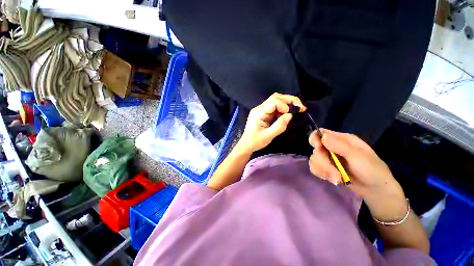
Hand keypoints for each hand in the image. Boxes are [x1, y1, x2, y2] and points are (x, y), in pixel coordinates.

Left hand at [237, 93, 305, 153]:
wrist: (246, 145)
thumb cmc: (255, 141)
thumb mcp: (268, 136)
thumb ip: (279, 125)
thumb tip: (290, 115)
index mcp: (258, 112)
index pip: (273, 102)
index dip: (284, 105)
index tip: (291, 114)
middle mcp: (259, 108)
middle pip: (275, 98)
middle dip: (289, 100)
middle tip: (301, 107)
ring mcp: (261, 110)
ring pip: (276, 100)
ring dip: (287, 103)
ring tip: (297, 109)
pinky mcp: (264, 113)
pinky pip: (275, 107)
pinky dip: (283, 109)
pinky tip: (288, 113)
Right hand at [308, 129, 404, 201]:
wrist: (375, 191)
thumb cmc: (372, 171)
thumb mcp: (359, 157)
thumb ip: (341, 146)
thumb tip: (322, 136)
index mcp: (342, 140)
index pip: (321, 133)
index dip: (315, 138)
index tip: (318, 148)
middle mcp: (332, 147)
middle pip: (316, 149)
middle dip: (322, 162)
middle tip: (334, 173)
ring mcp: (329, 158)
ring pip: (314, 159)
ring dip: (323, 170)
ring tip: (337, 179)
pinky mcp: (326, 168)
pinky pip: (315, 168)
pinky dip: (322, 174)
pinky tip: (333, 179)